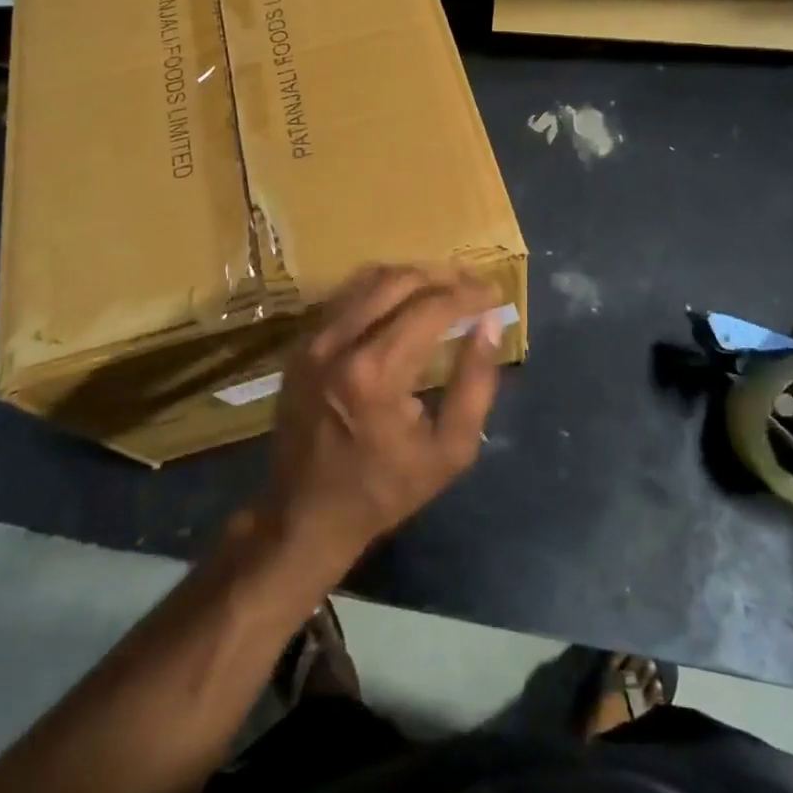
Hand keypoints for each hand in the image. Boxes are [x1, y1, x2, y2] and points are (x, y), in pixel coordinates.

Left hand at [260, 265, 503, 571]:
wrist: (305, 517)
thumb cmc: (385, 489)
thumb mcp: (450, 450)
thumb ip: (475, 383)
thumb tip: (489, 324)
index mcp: (375, 373)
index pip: (430, 308)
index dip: (467, 294)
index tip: (493, 294)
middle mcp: (339, 344)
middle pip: (397, 281)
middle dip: (441, 276)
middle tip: (471, 285)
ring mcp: (312, 341)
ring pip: (367, 279)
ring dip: (411, 276)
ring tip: (442, 287)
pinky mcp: (300, 345)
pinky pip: (345, 297)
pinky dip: (379, 289)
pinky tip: (402, 301)